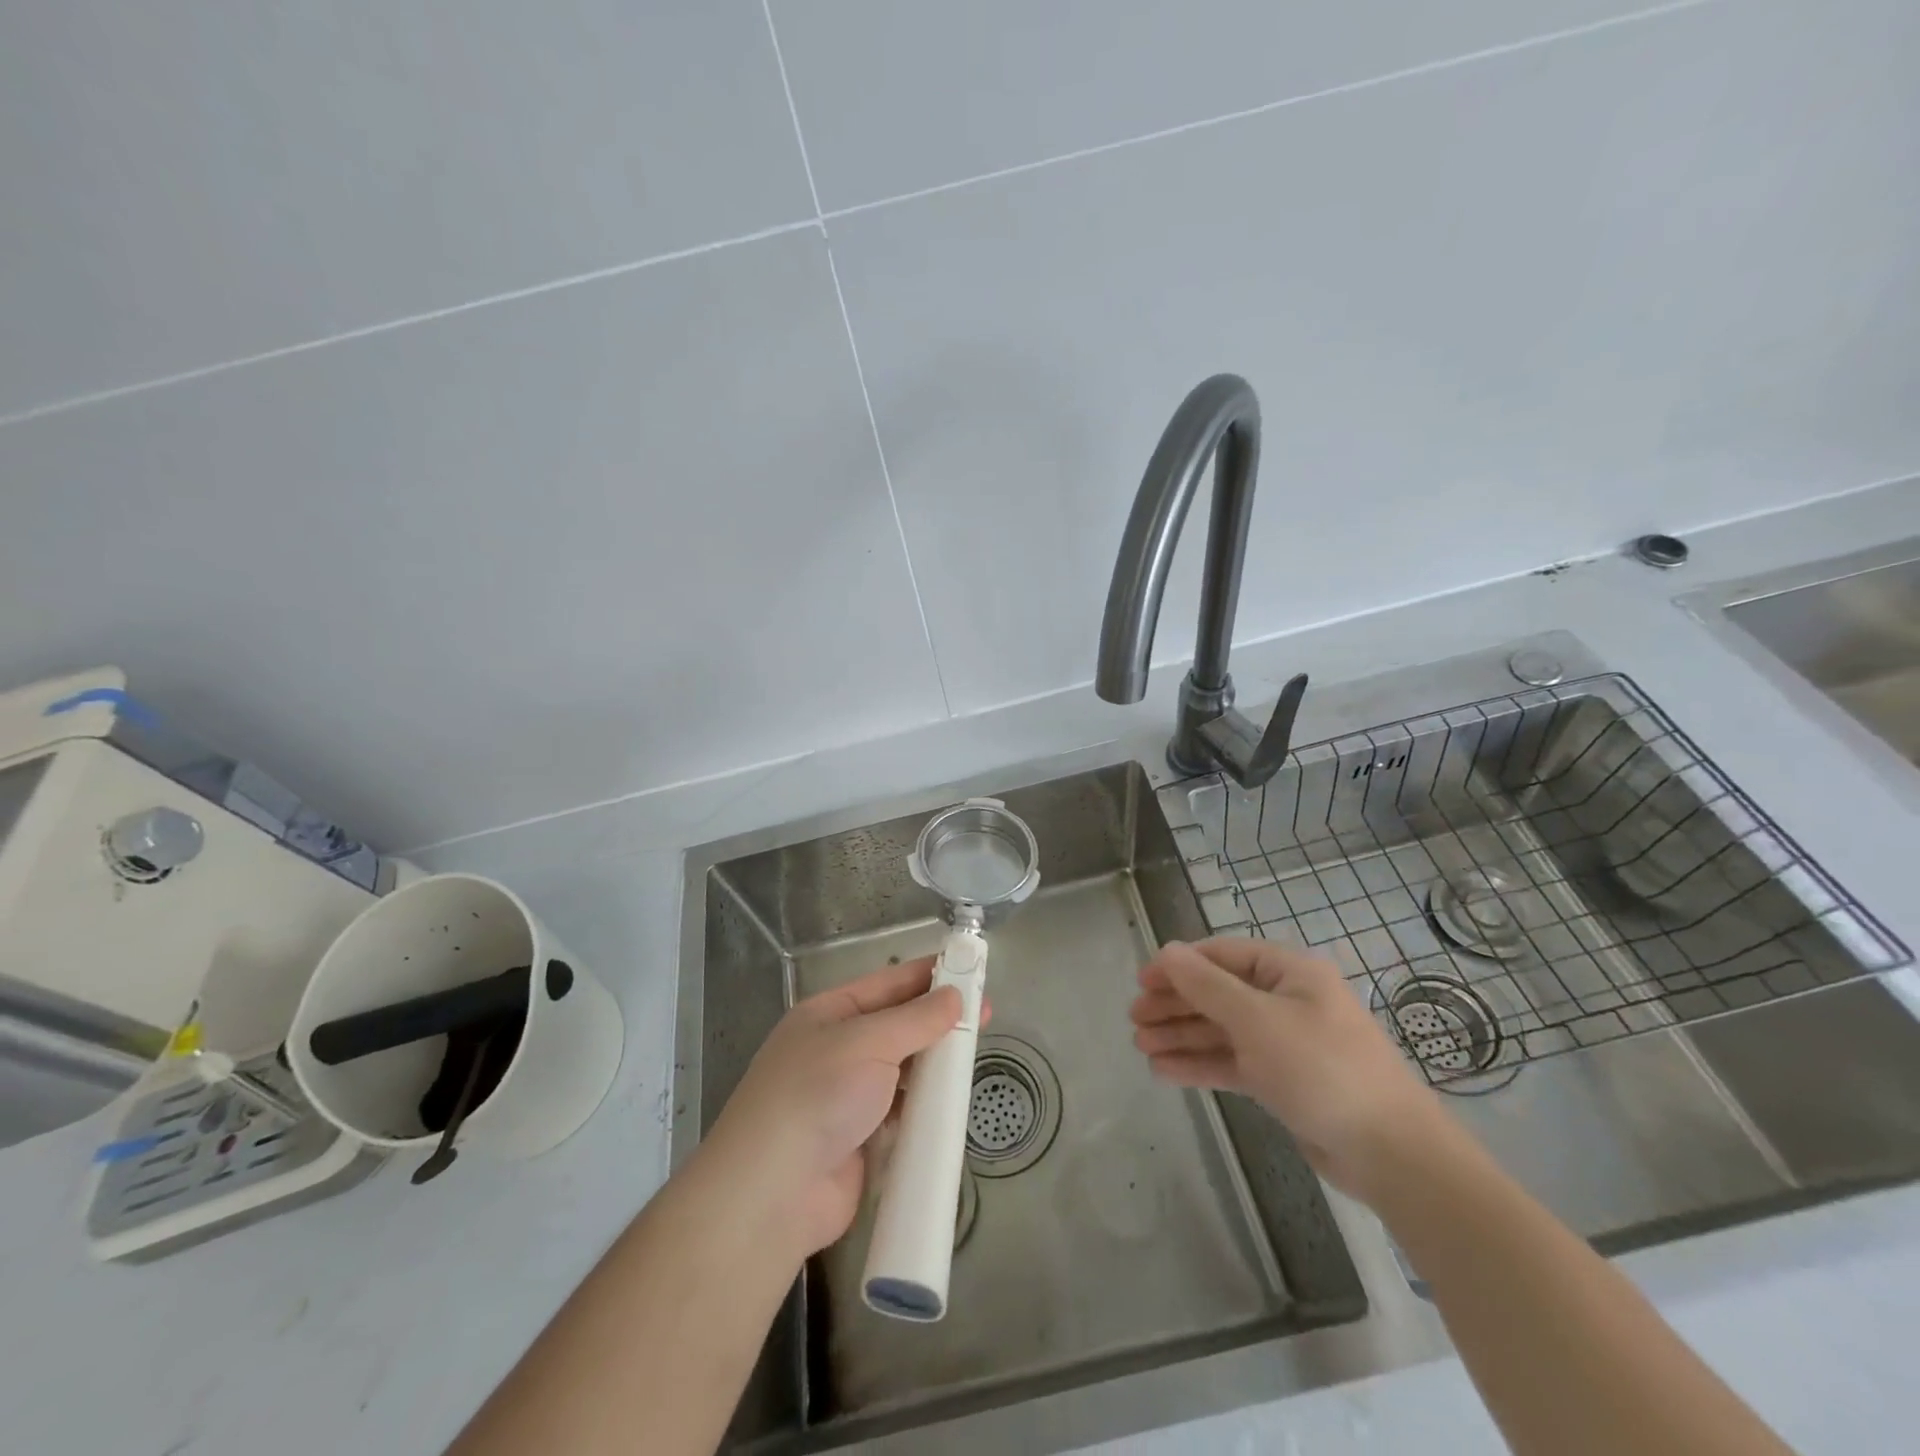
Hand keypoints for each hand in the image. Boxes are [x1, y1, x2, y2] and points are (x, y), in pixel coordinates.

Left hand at [700, 956, 974, 1261]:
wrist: (772, 1194)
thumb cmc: (817, 1095)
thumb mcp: (867, 1042)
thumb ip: (915, 1019)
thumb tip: (953, 996)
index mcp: (828, 1014)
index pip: (887, 984)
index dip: (928, 976)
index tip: (970, 970)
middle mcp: (837, 1050)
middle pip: (897, 1027)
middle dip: (937, 1021)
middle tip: (985, 1015)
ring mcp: (847, 1097)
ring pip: (901, 1070)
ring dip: (934, 1065)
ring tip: (974, 1056)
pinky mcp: (860, 1140)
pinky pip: (901, 1113)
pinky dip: (924, 1107)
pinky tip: (953, 1103)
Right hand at [1130, 937, 1443, 1200]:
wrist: (1390, 1152)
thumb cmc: (1322, 1069)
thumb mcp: (1257, 1020)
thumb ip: (1206, 985)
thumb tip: (1167, 951)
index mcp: (1288, 972)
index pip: (1222, 955)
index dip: (1179, 965)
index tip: (1142, 980)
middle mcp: (1285, 1001)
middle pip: (1218, 993)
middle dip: (1175, 1004)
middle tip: (1134, 1018)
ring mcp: (1284, 1042)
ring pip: (1221, 1030)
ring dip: (1182, 1035)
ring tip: (1140, 1046)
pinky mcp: (1283, 1081)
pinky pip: (1232, 1062)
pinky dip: (1200, 1064)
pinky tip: (1164, 1071)